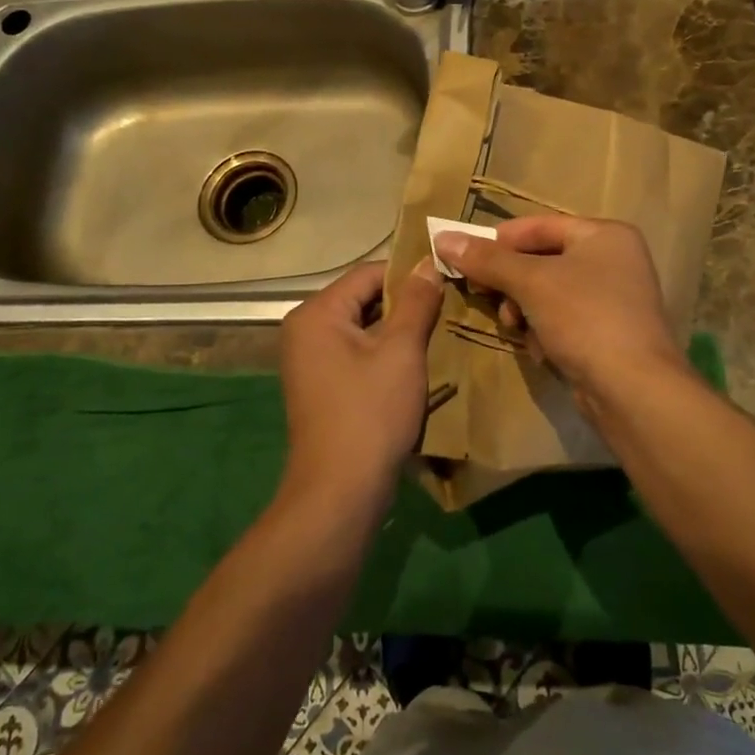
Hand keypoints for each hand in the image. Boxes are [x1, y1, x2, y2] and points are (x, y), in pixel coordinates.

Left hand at [278, 258, 444, 504]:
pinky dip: (385, 353)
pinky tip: (416, 362)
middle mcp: (305, 330)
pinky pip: (357, 353)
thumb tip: (428, 263)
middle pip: (363, 299)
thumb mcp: (401, 351)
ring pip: (363, 328)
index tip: (447, 280)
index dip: (409, 274)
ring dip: (398, 330)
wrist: (340, 490)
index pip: (368, 274)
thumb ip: (416, 302)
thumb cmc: (371, 412)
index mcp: (317, 313)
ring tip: (439, 331)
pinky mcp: (321, 385)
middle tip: (448, 306)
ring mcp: (310, 360)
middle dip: (405, 303)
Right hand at [433, 216, 686, 400]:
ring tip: (515, 328)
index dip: (498, 241)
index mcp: (604, 235)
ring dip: (524, 311)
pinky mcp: (607, 334)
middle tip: (482, 296)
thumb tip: (443, 239)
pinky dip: (545, 332)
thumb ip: (487, 260)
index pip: (539, 226)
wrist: (633, 389)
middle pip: (542, 260)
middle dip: (510, 283)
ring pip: (548, 294)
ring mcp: (613, 299)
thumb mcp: (531, 282)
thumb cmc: (585, 318)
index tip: (463, 258)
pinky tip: (542, 350)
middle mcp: (613, 260)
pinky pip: (562, 321)